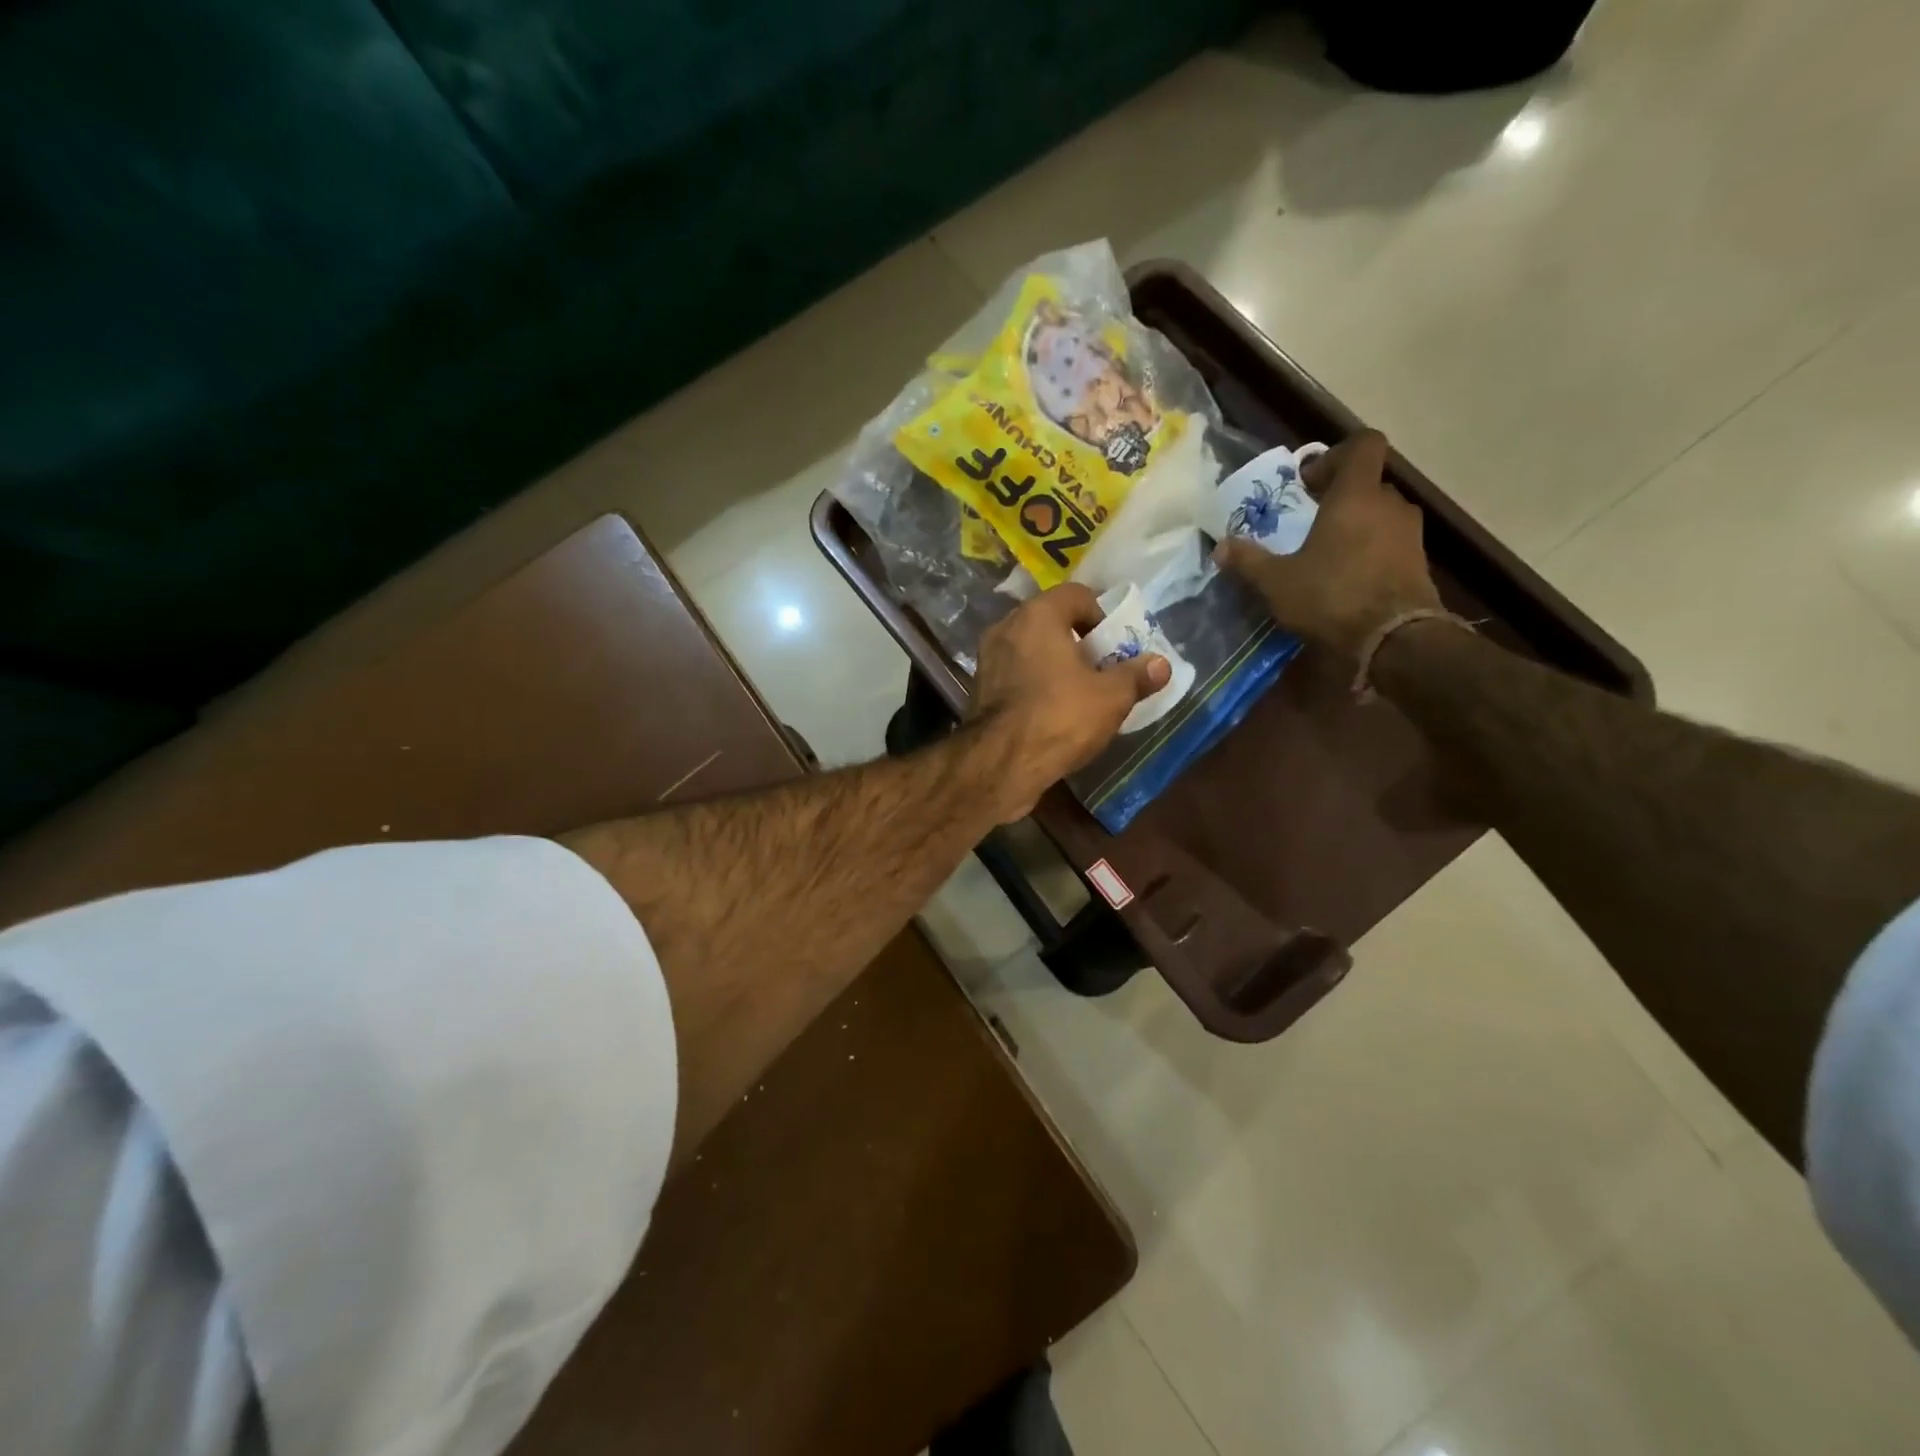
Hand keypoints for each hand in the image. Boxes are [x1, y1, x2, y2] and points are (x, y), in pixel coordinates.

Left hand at [968, 583, 1169, 821]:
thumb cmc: (1060, 717)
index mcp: (1038, 615)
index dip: (1102, 615)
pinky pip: (1015, 673)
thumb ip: (1136, 676)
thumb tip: (1161, 664)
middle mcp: (1007, 627)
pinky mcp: (979, 688)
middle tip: (1102, 667)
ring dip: (1055, 663)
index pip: (1076, 594)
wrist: (1001, 763)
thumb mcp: (1111, 697)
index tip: (1116, 644)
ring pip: (1031, 648)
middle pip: (1051, 620)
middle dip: (1079, 640)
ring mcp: (988, 658)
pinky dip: (1035, 682)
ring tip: (1080, 690)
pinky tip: (1052, 709)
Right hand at [1213, 430, 1441, 661]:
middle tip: (1309, 522)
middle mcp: (1389, 505)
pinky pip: (1391, 544)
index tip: (1309, 483)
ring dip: (1357, 527)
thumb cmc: (1332, 597)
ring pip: (1381, 515)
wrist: (1394, 641)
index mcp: (1356, 496)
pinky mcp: (1420, 564)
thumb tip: (1220, 547)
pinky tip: (1348, 580)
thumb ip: (1248, 560)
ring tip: (1327, 554)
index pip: (1363, 445)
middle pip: (1368, 484)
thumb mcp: (1277, 582)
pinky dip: (1371, 553)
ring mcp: (1410, 535)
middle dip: (1339, 498)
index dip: (1336, 455)